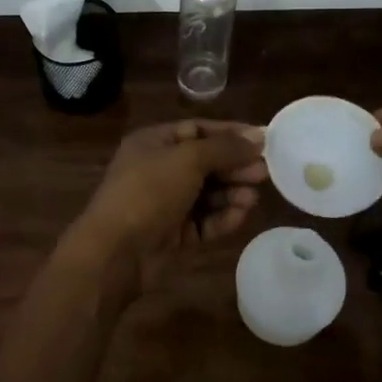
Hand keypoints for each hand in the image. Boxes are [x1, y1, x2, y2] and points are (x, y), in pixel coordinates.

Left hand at [69, 120, 267, 292]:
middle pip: (206, 162)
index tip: (263, 140)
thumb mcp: (188, 159)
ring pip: (208, 193)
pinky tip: (240, 215)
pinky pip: (204, 221)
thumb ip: (225, 148)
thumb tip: (259, 137)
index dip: (230, 134)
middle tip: (264, 173)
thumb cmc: (149, 191)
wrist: (117, 250)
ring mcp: (167, 203)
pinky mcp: (174, 234)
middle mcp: (160, 169)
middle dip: (235, 166)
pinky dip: (222, 217)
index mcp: (154, 143)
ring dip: (232, 193)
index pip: (198, 130)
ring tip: (252, 197)